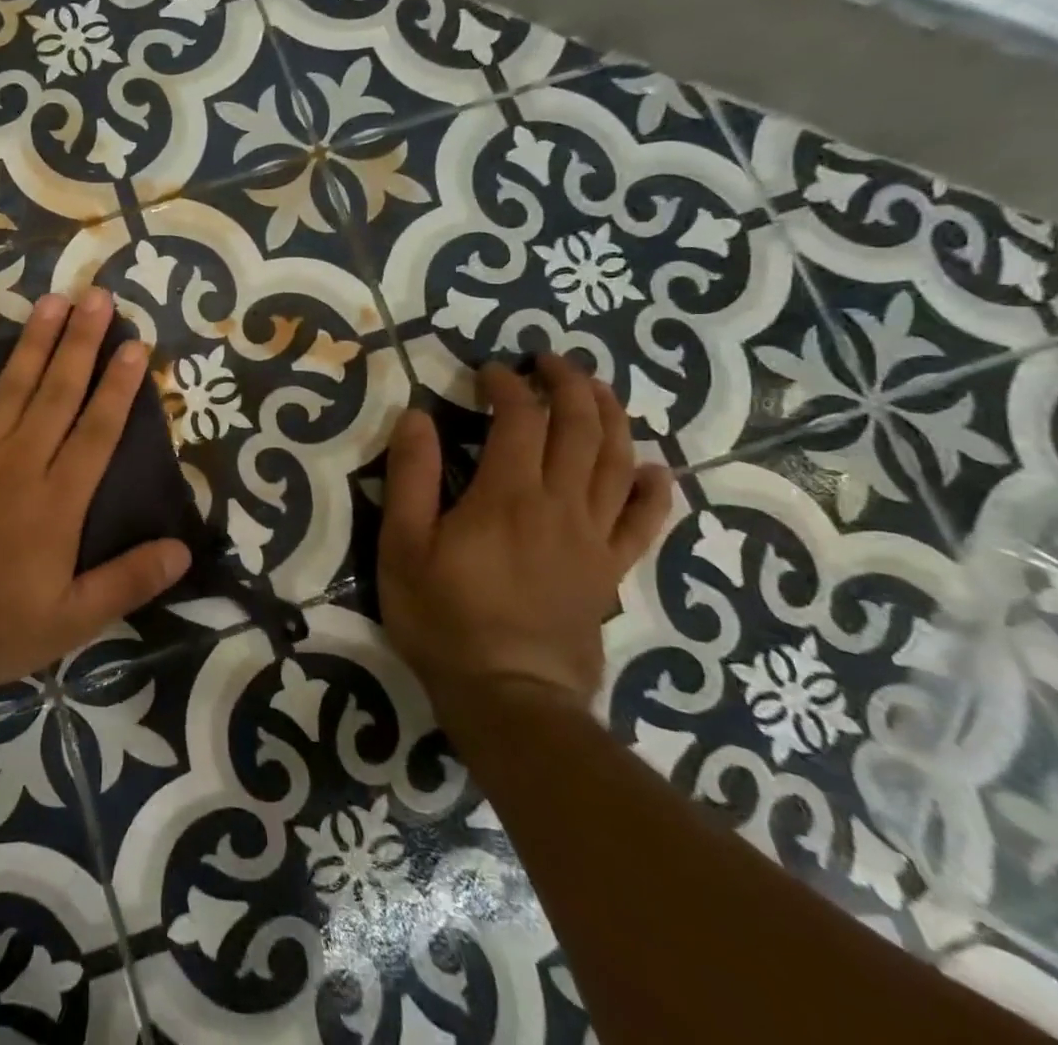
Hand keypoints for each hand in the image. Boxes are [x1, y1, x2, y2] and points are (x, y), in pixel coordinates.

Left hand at [0, 290, 191, 702]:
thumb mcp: (68, 622)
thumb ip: (127, 582)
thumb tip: (183, 550)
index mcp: (57, 500)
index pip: (98, 431)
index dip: (120, 387)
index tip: (136, 345)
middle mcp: (20, 461)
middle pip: (58, 392)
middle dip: (82, 343)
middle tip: (100, 297)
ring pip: (12, 385)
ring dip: (34, 341)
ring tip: (54, 300)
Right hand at [378, 353, 672, 726]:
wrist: (509, 696)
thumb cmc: (444, 617)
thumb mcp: (404, 544)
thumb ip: (411, 476)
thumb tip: (416, 416)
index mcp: (508, 493)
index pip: (519, 417)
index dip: (506, 384)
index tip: (487, 371)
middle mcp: (560, 503)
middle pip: (579, 427)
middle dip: (567, 384)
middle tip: (549, 361)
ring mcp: (593, 537)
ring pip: (616, 460)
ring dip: (610, 416)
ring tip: (597, 389)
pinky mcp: (610, 570)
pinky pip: (643, 522)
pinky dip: (652, 490)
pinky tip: (653, 468)